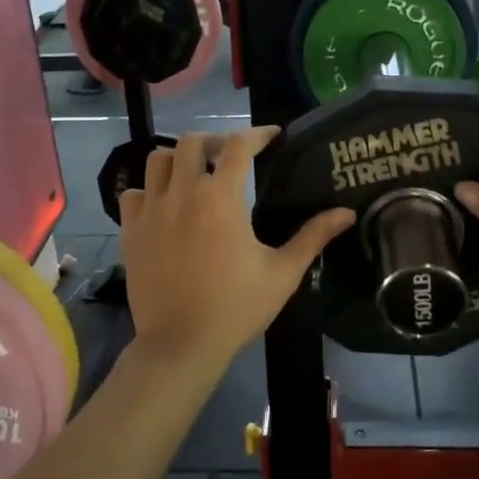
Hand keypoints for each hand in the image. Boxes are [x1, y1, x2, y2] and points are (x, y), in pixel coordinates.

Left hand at [118, 128, 354, 378]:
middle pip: (193, 142)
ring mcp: (151, 211)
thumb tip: (347, 213)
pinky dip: (148, 190)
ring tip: (195, 175)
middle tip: (230, 157)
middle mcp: (182, 193)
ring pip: (158, 160)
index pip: (238, 145)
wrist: (181, 344)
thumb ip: (313, 237)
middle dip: (215, 141)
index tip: (272, 136)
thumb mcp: (283, 273)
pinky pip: (132, 193)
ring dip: (179, 159)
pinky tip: (164, 206)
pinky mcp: (130, 231)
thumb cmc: (237, 307)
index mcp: (221, 198)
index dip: (257, 134)